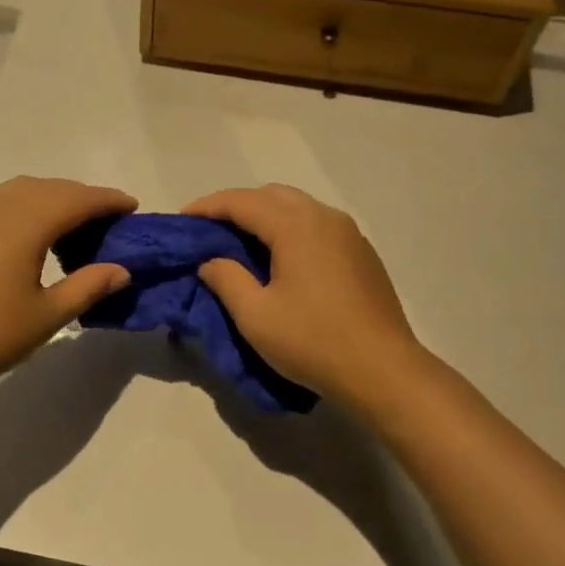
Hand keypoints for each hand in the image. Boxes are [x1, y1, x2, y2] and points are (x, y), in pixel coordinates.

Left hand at [0, 176, 136, 403]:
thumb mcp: (48, 316)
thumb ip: (88, 286)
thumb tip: (121, 270)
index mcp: (24, 225)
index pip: (76, 200)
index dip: (107, 200)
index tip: (132, 208)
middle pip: (50, 188)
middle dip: (82, 198)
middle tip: (108, 221)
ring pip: (22, 192)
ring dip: (53, 199)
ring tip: (74, 228)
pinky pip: (1, 204)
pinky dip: (27, 208)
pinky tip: (33, 238)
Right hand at [184, 184, 426, 408]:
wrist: (382, 370)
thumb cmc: (312, 341)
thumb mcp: (255, 316)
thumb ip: (226, 279)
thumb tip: (211, 261)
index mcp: (296, 226)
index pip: (242, 201)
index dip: (208, 207)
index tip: (182, 220)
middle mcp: (325, 218)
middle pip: (272, 195)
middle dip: (236, 206)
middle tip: (210, 231)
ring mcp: (349, 234)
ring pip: (298, 208)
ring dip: (265, 217)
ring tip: (240, 243)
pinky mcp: (362, 254)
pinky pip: (317, 227)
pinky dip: (290, 230)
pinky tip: (280, 259)